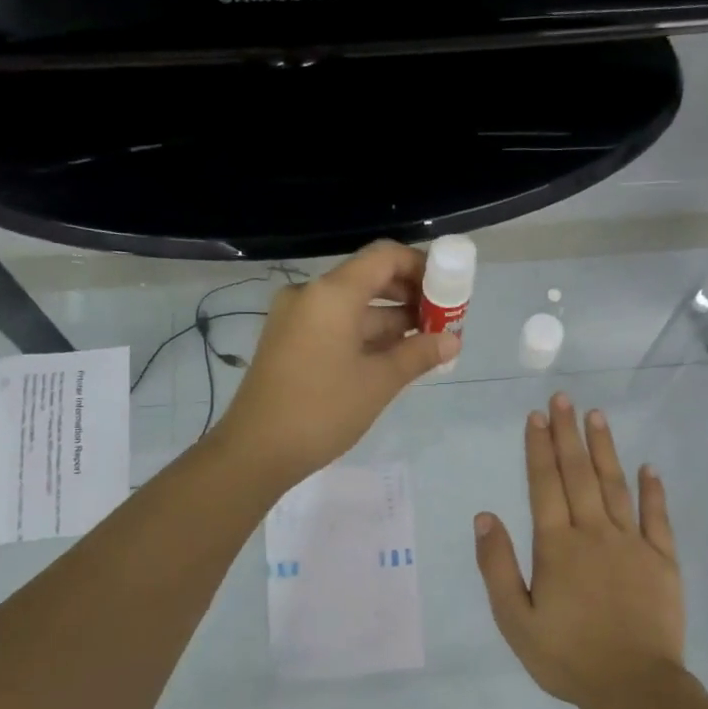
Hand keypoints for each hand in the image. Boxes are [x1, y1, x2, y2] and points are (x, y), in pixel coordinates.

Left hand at [218, 241, 457, 484]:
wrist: (255, 451)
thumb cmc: (322, 410)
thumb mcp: (378, 382)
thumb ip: (418, 354)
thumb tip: (452, 340)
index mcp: (332, 294)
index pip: (384, 257)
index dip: (421, 266)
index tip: (448, 290)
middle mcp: (310, 295)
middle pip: (369, 279)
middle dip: (409, 296)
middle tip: (443, 321)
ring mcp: (296, 319)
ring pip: (353, 306)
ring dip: (390, 320)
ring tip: (426, 344)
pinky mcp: (290, 342)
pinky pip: (336, 326)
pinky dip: (365, 335)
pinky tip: (394, 357)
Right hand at [474, 394, 684, 708]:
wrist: (634, 688)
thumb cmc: (567, 656)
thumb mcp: (515, 620)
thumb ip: (498, 566)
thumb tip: (485, 516)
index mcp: (557, 546)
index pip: (544, 485)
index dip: (539, 448)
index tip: (537, 416)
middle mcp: (594, 534)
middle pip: (579, 474)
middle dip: (568, 434)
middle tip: (564, 398)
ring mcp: (632, 544)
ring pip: (616, 486)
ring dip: (605, 449)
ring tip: (597, 416)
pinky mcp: (663, 561)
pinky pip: (657, 517)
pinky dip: (653, 491)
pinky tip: (648, 468)